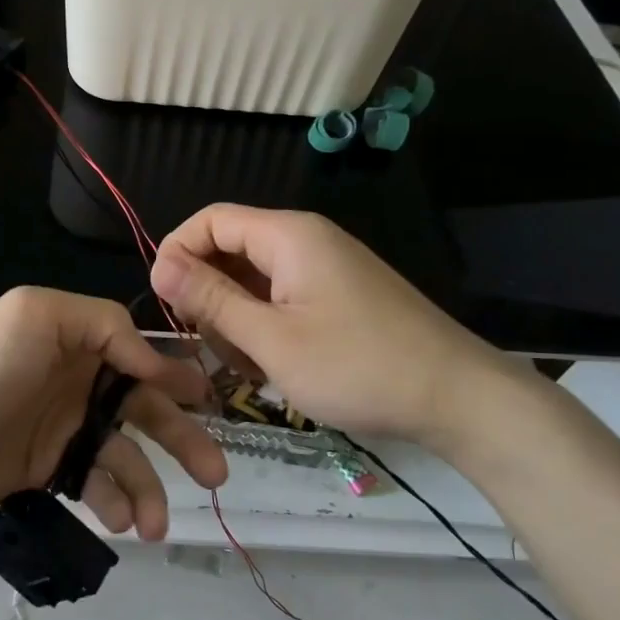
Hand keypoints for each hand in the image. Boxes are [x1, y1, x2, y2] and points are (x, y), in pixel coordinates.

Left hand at [0, 287, 227, 538]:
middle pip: (144, 409)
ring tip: (156, 524)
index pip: (140, 355)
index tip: (210, 401)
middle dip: (182, 438)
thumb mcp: (38, 316)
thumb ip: (103, 325)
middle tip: (216, 474)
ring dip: (149, 488)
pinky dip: (113, 504)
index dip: (177, 376)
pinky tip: (120, 523)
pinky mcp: (47, 469)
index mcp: (79, 341)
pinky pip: (95, 486)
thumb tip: (153, 360)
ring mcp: (64, 429)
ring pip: (124, 456)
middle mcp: (79, 382)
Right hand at [150, 204, 525, 453]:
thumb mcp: (272, 339)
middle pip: (229, 248)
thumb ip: (212, 299)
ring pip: (252, 278)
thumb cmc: (358, 367)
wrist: (460, 399)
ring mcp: (324, 268)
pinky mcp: (337, 294)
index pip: (209, 220)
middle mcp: (305, 240)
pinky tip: (272, 366)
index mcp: (288, 236)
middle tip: (211, 347)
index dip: (177, 253)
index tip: (165, 303)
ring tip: (249, 367)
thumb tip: (160, 266)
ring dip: (235, 318)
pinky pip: (280, 296)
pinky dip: (264, 326)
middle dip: (207, 294)